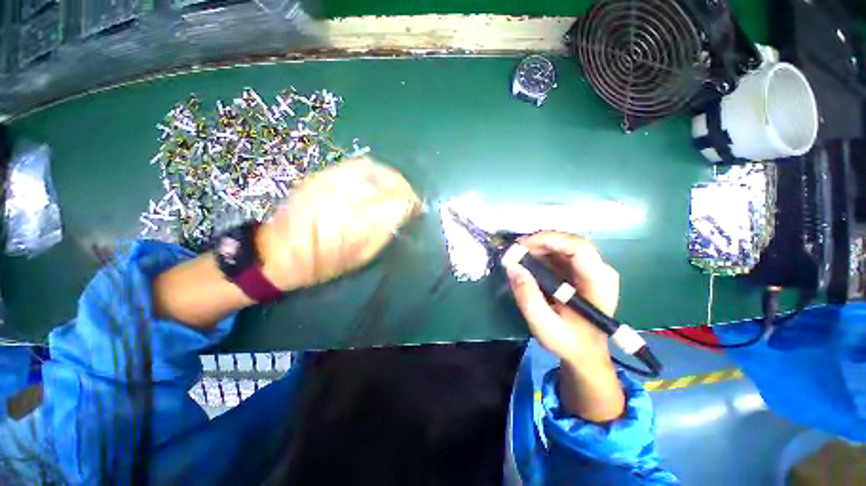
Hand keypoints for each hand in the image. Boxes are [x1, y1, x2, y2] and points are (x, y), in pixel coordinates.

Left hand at [255, 156, 419, 290]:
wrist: (278, 252)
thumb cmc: (322, 264)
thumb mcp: (360, 257)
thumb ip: (385, 233)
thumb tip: (403, 216)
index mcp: (359, 223)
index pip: (397, 203)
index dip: (412, 204)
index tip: (417, 209)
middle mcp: (348, 197)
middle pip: (388, 181)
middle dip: (405, 187)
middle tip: (410, 197)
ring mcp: (332, 182)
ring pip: (373, 168)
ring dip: (391, 176)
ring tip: (397, 187)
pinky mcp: (321, 175)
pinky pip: (355, 164)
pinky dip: (374, 170)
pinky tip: (377, 179)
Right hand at [504, 231, 624, 421]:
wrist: (586, 353)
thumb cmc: (569, 342)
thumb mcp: (544, 327)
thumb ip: (528, 298)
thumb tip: (512, 267)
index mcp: (599, 283)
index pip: (578, 247)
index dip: (548, 240)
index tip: (521, 246)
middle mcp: (601, 270)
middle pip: (569, 242)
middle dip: (539, 242)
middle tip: (514, 251)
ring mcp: (592, 268)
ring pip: (563, 245)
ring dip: (538, 247)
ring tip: (517, 257)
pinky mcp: (582, 270)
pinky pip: (560, 253)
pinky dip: (541, 254)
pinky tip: (527, 263)